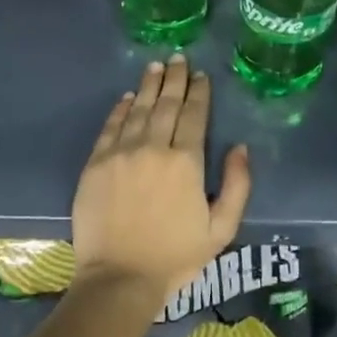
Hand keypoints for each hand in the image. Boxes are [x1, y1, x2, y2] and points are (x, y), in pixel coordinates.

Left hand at [72, 54, 251, 298]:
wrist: (119, 278)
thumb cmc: (175, 258)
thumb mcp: (221, 230)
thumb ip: (238, 186)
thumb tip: (240, 148)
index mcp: (187, 163)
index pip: (195, 116)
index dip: (199, 93)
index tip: (201, 75)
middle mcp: (153, 148)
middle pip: (165, 105)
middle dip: (174, 79)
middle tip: (178, 58)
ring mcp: (120, 154)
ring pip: (136, 109)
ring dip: (147, 86)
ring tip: (155, 66)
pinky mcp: (95, 165)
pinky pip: (109, 128)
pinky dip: (119, 110)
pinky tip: (125, 97)